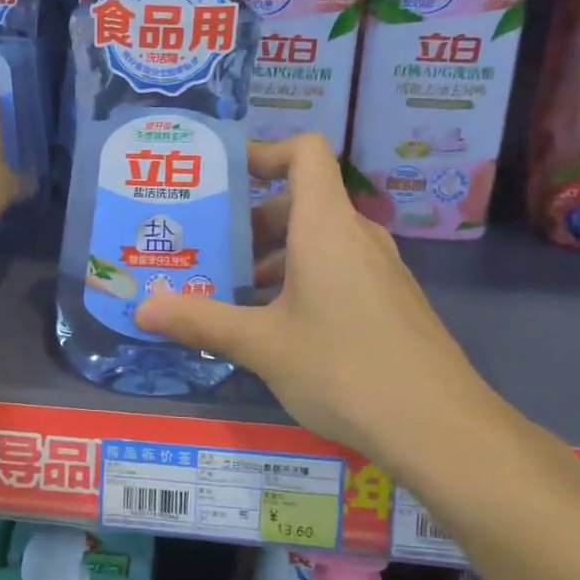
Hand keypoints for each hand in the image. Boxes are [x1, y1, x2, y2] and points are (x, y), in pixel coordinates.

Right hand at [135, 134, 517, 463]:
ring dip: (273, 256)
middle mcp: (356, 236)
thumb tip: (141, 310)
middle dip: (252, 219)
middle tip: (207, 245)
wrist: (438, 427)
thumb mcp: (262, 345)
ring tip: (230, 291)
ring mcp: (378, 270)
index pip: (304, 152)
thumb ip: (201, 321)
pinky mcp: (388, 302)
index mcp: (326, 226)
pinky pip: (337, 270)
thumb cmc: (343, 368)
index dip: (264, 151)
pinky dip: (300, 280)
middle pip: (302, 201)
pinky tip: (273, 327)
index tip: (223, 176)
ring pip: (318, 241)